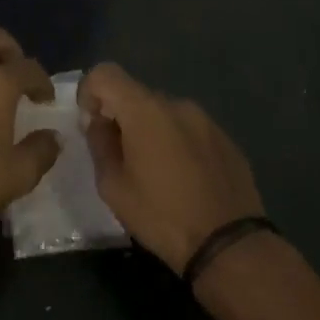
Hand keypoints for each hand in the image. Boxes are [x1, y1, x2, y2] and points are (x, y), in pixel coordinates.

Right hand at [79, 62, 266, 274]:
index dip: (89, 92)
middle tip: (119, 155)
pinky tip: (182, 179)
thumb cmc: (162, 215)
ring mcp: (206, 120)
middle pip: (136, 94)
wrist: (229, 245)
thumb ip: (100, 144)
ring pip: (164, 113)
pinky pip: (189, 130)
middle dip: (120, 116)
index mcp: (145, 111)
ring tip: (153, 171)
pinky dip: (176, 143)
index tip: (91, 123)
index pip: (105, 73)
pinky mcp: (226, 139)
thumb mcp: (113, 186)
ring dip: (150, 130)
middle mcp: (177, 104)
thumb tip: (99, 123)